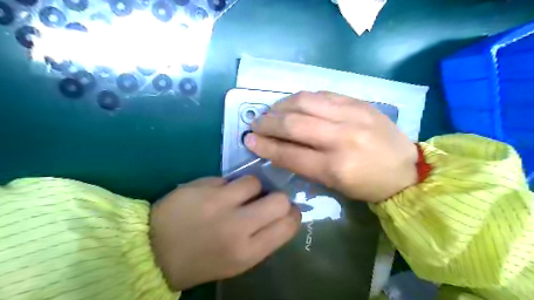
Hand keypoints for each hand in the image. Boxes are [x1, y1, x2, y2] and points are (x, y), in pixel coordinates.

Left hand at [147, 176, 301, 290]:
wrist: (153, 251)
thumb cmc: (200, 261)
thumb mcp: (237, 261)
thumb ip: (262, 238)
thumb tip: (280, 213)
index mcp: (247, 252)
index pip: (288, 225)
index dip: (292, 214)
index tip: (286, 211)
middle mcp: (237, 226)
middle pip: (279, 200)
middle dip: (277, 198)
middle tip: (265, 201)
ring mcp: (218, 203)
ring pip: (254, 182)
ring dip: (250, 188)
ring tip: (237, 196)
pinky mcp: (202, 186)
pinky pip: (228, 179)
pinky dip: (227, 186)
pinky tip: (215, 195)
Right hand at [243, 91, 418, 203]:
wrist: (407, 168)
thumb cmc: (367, 184)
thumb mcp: (333, 185)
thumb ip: (304, 165)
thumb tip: (276, 148)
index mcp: (336, 168)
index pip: (290, 154)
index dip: (265, 146)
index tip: (249, 140)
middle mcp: (341, 138)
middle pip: (293, 124)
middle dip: (268, 123)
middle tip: (255, 124)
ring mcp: (351, 115)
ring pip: (304, 102)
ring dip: (281, 106)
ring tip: (271, 112)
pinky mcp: (358, 102)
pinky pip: (321, 94)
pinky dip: (301, 98)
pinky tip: (293, 104)